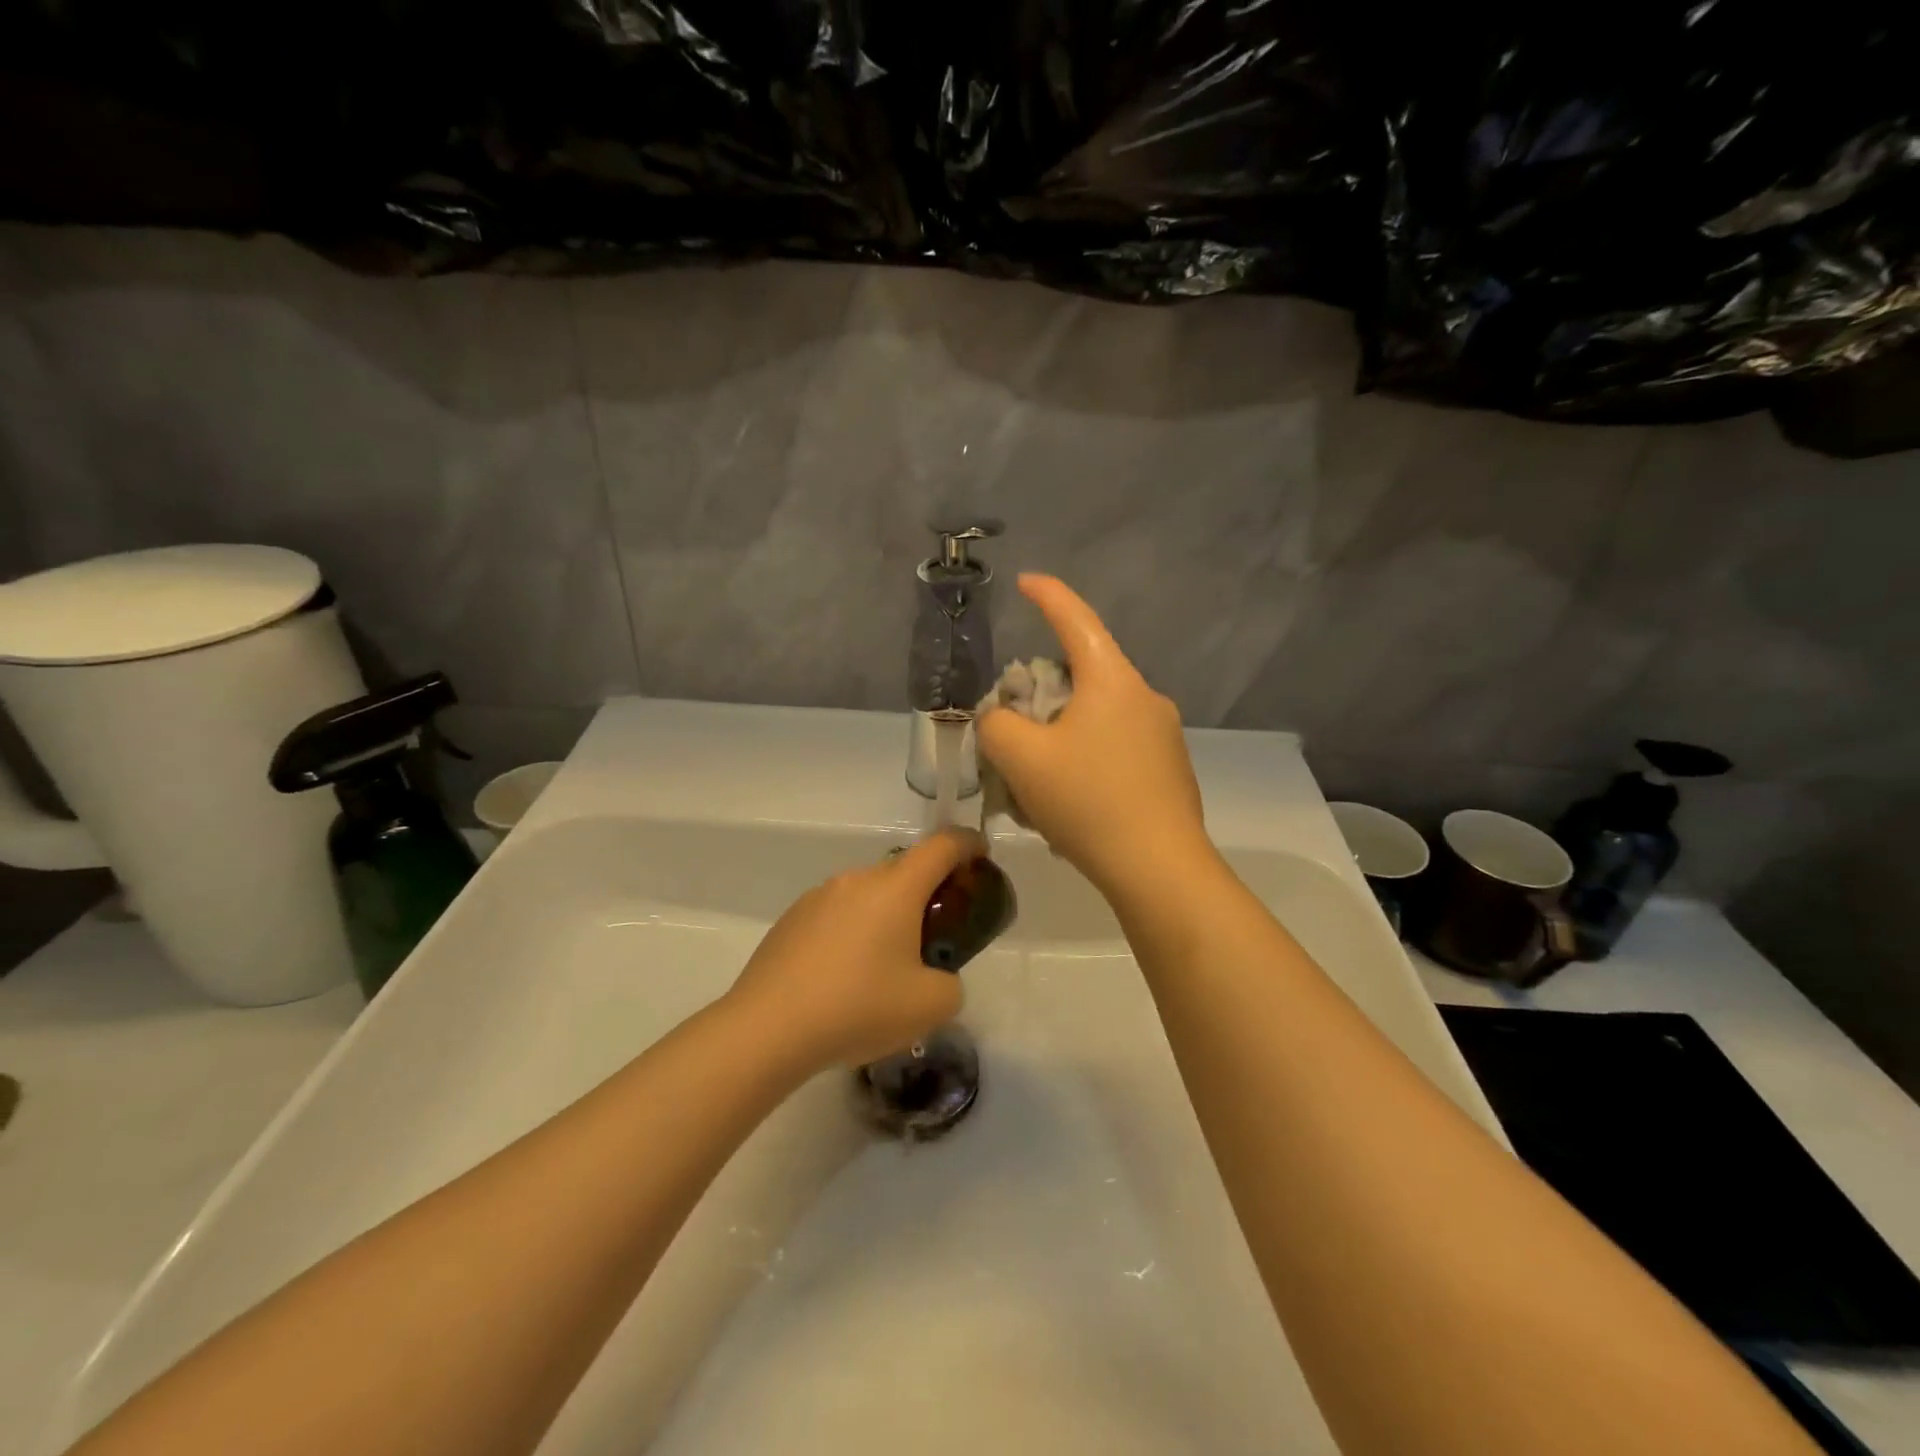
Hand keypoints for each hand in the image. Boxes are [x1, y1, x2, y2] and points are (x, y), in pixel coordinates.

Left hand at [726, 829, 979, 1069]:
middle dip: (927, 894)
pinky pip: (837, 914)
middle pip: (904, 871)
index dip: (968, 844)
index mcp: (896, 888)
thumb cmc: (858, 1007)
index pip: (942, 845)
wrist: (768, 1028)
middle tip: (934, 937)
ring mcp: (819, 896)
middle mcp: (857, 879)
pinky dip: (852, 933)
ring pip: (868, 895)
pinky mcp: (792, 919)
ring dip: (886, 917)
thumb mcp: (930, 1006)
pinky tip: (843, 979)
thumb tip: (934, 977)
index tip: (981, 857)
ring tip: (884, 969)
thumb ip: (950, 984)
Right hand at [977, 574, 1211, 896]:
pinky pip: (1117, 747)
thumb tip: (1003, 719)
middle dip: (1044, 689)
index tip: (1026, 581)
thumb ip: (997, 726)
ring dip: (1064, 732)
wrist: (1159, 869)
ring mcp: (1164, 735)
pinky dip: (1087, 758)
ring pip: (1099, 716)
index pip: (1076, 620)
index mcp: (1112, 681)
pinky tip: (1072, 801)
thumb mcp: (1021, 759)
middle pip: (1084, 674)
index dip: (1048, 595)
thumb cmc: (1088, 802)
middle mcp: (1145, 697)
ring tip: (1037, 778)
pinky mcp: (1170, 770)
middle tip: (1014, 724)